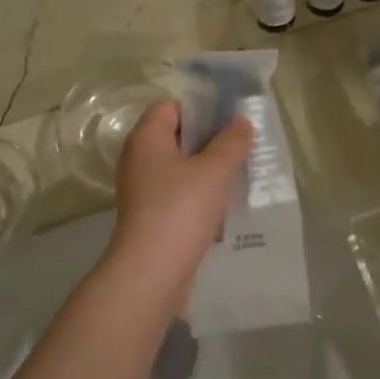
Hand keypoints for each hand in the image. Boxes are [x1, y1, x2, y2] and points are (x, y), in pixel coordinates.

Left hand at [110, 102, 253, 301]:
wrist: (152, 271)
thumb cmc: (181, 209)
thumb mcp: (215, 170)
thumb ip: (231, 142)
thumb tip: (241, 122)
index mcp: (146, 138)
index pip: (171, 107)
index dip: (201, 110)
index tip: (230, 124)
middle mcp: (138, 159)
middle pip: (176, 137)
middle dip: (209, 141)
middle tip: (241, 149)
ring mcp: (142, 189)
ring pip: (179, 168)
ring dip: (207, 171)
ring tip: (237, 177)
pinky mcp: (149, 215)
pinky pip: (177, 194)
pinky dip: (198, 195)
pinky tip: (221, 207)